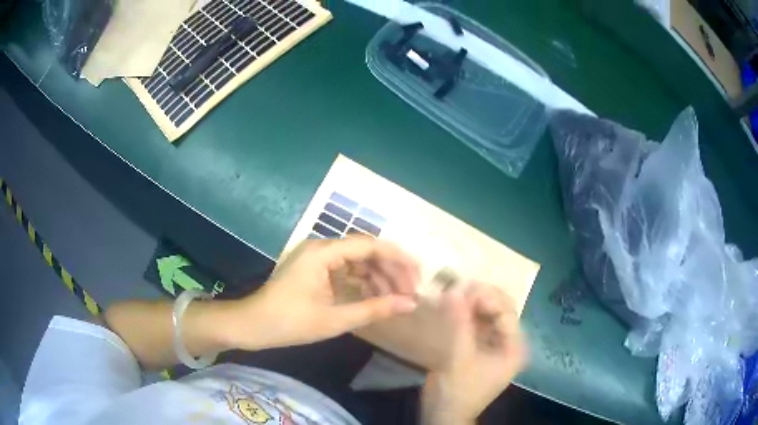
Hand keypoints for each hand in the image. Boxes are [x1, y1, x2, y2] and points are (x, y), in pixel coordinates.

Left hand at [226, 237, 419, 350]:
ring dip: (378, 279)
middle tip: (410, 294)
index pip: (370, 245)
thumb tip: (410, 304)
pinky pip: (346, 271)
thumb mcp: (335, 319)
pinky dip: (362, 284)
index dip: (398, 259)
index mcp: (323, 252)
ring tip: (397, 299)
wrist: (253, 325)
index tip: (419, 275)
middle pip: (366, 252)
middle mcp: (321, 247)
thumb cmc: (290, 322)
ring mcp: (317, 257)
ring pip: (358, 262)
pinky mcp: (315, 269)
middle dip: (390, 272)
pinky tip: (375, 299)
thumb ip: (375, 309)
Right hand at [422, 283, 527, 423]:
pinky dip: (464, 313)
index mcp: (514, 347)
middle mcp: (508, 342)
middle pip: (499, 309)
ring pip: (486, 314)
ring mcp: (494, 344)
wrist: (444, 415)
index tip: (462, 289)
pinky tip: (450, 306)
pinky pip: (475, 323)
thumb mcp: (459, 358)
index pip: (506, 312)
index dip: (486, 298)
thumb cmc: (458, 391)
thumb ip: (459, 323)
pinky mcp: (479, 346)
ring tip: (451, 293)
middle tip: (456, 287)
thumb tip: (453, 290)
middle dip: (480, 297)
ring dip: (470, 303)